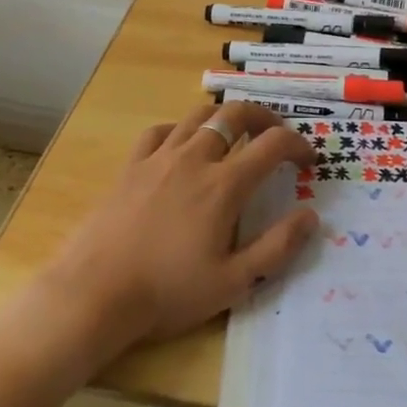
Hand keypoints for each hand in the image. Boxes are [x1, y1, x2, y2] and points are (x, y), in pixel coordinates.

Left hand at [35, 102, 318, 352]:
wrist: (95, 293)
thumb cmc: (168, 292)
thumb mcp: (233, 283)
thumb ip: (277, 248)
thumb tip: (311, 216)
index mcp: (225, 184)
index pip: (273, 144)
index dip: (298, 145)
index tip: (307, 159)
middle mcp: (196, 158)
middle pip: (236, 113)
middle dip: (264, 117)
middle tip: (275, 134)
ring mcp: (160, 157)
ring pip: (199, 115)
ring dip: (224, 117)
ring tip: (234, 133)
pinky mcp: (132, 165)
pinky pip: (161, 131)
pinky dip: (180, 130)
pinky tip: (182, 146)